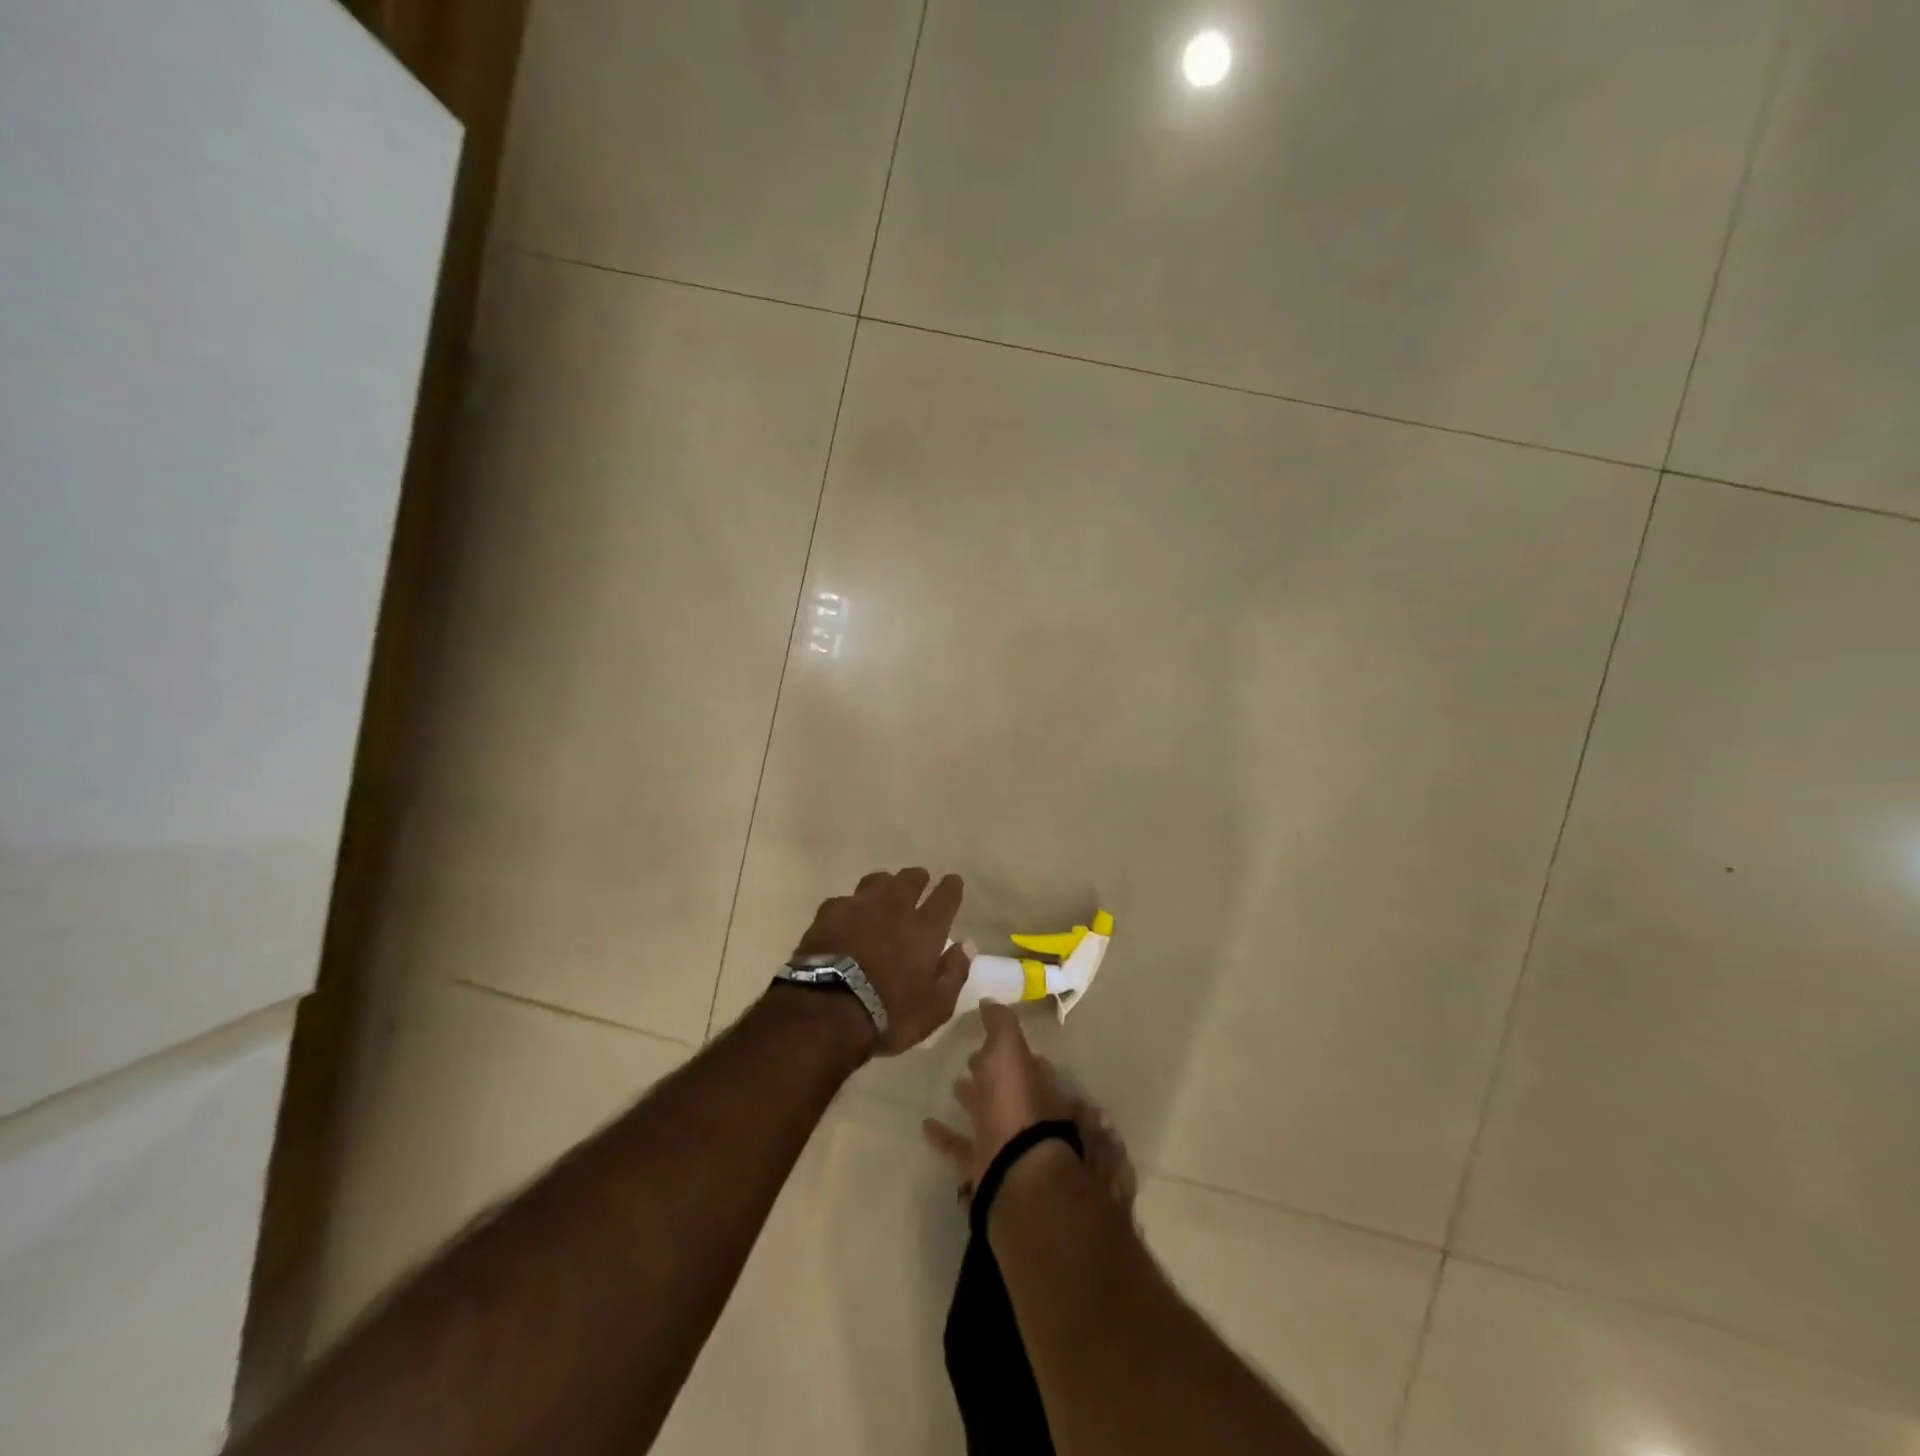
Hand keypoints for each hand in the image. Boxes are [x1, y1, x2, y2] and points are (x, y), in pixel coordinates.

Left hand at [791, 867, 973, 1055]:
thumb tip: (967, 945)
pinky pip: (846, 899)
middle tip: (920, 884)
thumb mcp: (935, 1006)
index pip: (946, 895)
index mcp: (926, 928)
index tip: (953, 882)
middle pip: (911, 878)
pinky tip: (848, 916)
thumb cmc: (889, 1013)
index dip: (952, 886)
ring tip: (885, 893)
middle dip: (919, 879)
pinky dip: (852, 905)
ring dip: (886, 884)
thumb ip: (954, 972)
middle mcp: (895, 907)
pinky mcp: (830, 912)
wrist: (828, 1010)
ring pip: (878, 880)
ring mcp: (860, 905)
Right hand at [922, 1002, 1075, 1198]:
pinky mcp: (983, 1164)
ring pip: (988, 1114)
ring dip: (972, 1099)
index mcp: (1035, 1081)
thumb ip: (1000, 1023)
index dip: (1008, 1047)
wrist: (1013, 1168)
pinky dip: (945, 1136)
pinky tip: (926, 1125)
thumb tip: (990, 1000)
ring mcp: (1005, 1139)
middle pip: (1007, 1087)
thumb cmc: (1014, 1101)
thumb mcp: (1009, 1049)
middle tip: (972, 1058)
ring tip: (953, 1084)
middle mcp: (1025, 1110)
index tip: (988, 1036)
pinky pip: (961, 1146)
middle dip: (992, 1072)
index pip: (1026, 1059)